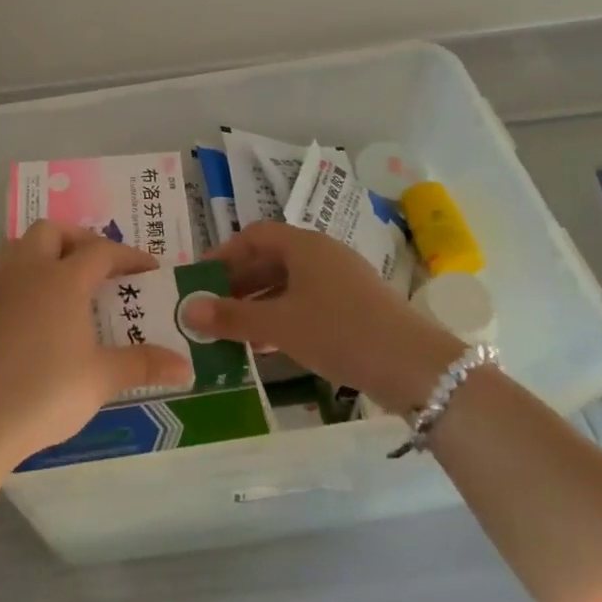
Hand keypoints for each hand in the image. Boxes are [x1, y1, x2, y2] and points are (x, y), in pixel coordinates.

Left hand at [0, 221, 192, 467]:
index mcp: (64, 281)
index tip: (150, 270)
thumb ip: (144, 365)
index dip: (128, 256)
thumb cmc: (48, 390)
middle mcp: (31, 275)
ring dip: (43, 250)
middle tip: (101, 265)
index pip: (101, 251)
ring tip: (65, 275)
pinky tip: (27, 302)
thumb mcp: (103, 378)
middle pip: (51, 232)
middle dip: (79, 239)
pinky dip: (16, 279)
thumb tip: (186, 366)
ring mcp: (2, 293)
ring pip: (18, 247)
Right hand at [188, 222, 464, 412]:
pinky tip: (269, 344)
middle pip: (271, 259)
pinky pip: (307, 302)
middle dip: (238, 282)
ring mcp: (342, 280)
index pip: (253, 235)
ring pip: (289, 283)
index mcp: (304, 245)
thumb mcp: (279, 325)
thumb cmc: (338, 331)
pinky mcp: (355, 307)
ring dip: (258, 303)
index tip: (200, 278)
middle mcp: (323, 254)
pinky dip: (283, 316)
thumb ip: (231, 317)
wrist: (414, 366)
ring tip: (233, 330)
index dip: (223, 254)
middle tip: (211, 308)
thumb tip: (187, 310)